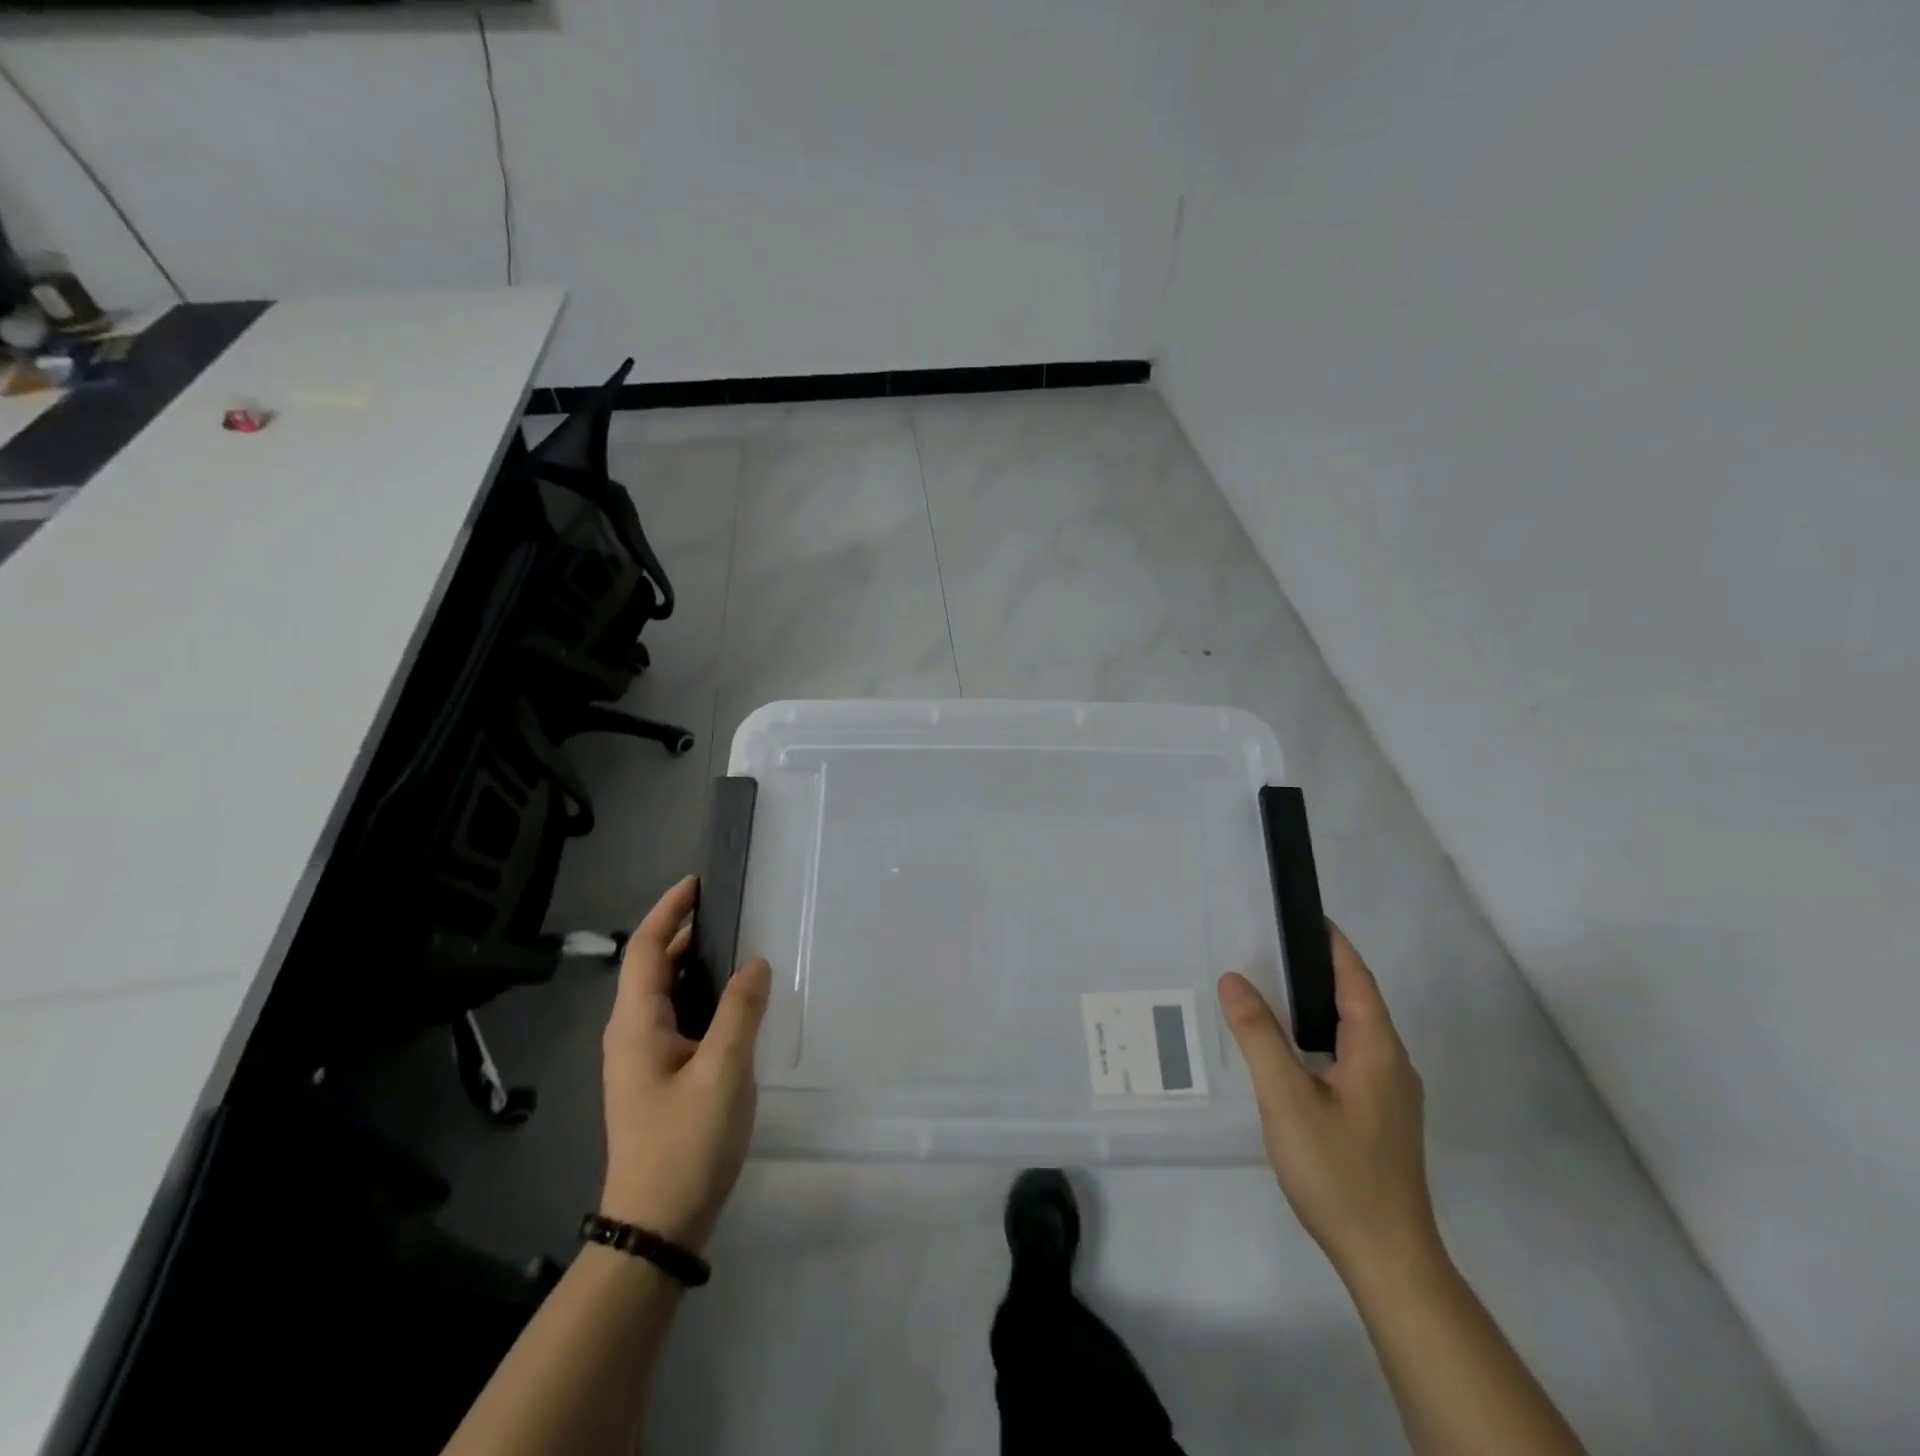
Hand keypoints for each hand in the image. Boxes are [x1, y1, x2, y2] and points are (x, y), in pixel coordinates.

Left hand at [599, 875, 770, 1252]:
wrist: (656, 1226)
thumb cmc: (685, 1143)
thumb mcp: (724, 1072)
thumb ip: (742, 1011)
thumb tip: (755, 963)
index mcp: (636, 1024)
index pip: (647, 949)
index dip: (669, 910)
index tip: (697, 883)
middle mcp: (630, 1034)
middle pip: (652, 967)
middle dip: (683, 932)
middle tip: (726, 911)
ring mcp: (640, 1059)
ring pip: (664, 994)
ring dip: (692, 964)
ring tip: (734, 947)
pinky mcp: (656, 1078)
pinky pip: (676, 1018)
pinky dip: (699, 994)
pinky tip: (730, 1004)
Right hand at [1218, 924, 1441, 1289]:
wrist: (1388, 1259)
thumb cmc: (1338, 1171)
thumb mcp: (1286, 1098)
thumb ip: (1259, 1035)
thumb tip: (1234, 978)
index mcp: (1377, 1050)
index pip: (1357, 979)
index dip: (1332, 944)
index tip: (1304, 915)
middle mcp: (1393, 1065)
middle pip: (1359, 1001)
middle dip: (1322, 969)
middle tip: (1273, 949)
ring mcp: (1392, 1096)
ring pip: (1356, 1033)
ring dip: (1322, 1004)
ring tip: (1276, 992)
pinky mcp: (1382, 1119)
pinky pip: (1353, 1058)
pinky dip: (1323, 1036)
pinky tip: (1295, 1053)